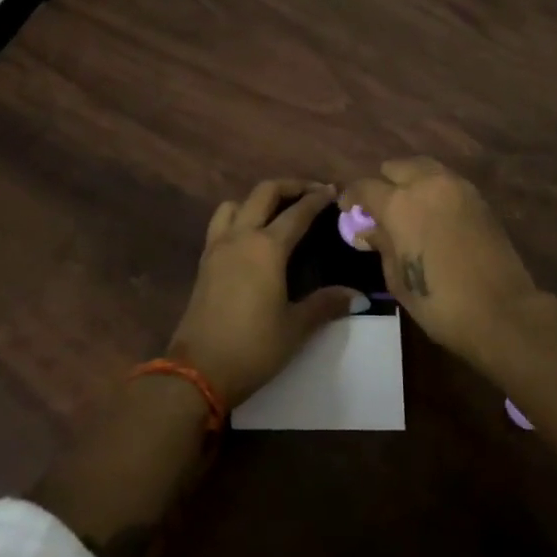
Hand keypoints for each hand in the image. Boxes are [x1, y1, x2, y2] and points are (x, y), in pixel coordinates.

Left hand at [167, 178, 359, 405]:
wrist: (198, 370)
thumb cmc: (253, 347)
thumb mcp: (296, 328)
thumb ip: (326, 304)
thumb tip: (358, 295)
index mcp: (267, 247)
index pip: (297, 212)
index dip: (317, 199)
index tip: (333, 191)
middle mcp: (241, 236)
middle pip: (264, 193)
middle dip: (290, 186)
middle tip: (311, 192)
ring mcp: (218, 246)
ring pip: (236, 203)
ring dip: (258, 198)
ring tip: (277, 211)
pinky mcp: (204, 261)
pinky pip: (221, 222)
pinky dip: (238, 216)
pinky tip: (250, 237)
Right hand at [342, 157, 539, 366]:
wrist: (500, 310)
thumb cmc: (438, 301)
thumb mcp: (397, 277)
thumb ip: (382, 244)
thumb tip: (369, 229)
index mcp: (399, 203)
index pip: (365, 186)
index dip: (351, 197)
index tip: (347, 209)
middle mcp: (426, 184)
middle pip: (396, 167)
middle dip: (384, 183)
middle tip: (381, 208)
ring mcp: (456, 186)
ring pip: (424, 167)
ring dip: (411, 181)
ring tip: (409, 206)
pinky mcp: (478, 197)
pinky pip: (447, 181)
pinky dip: (434, 189)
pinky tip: (433, 212)